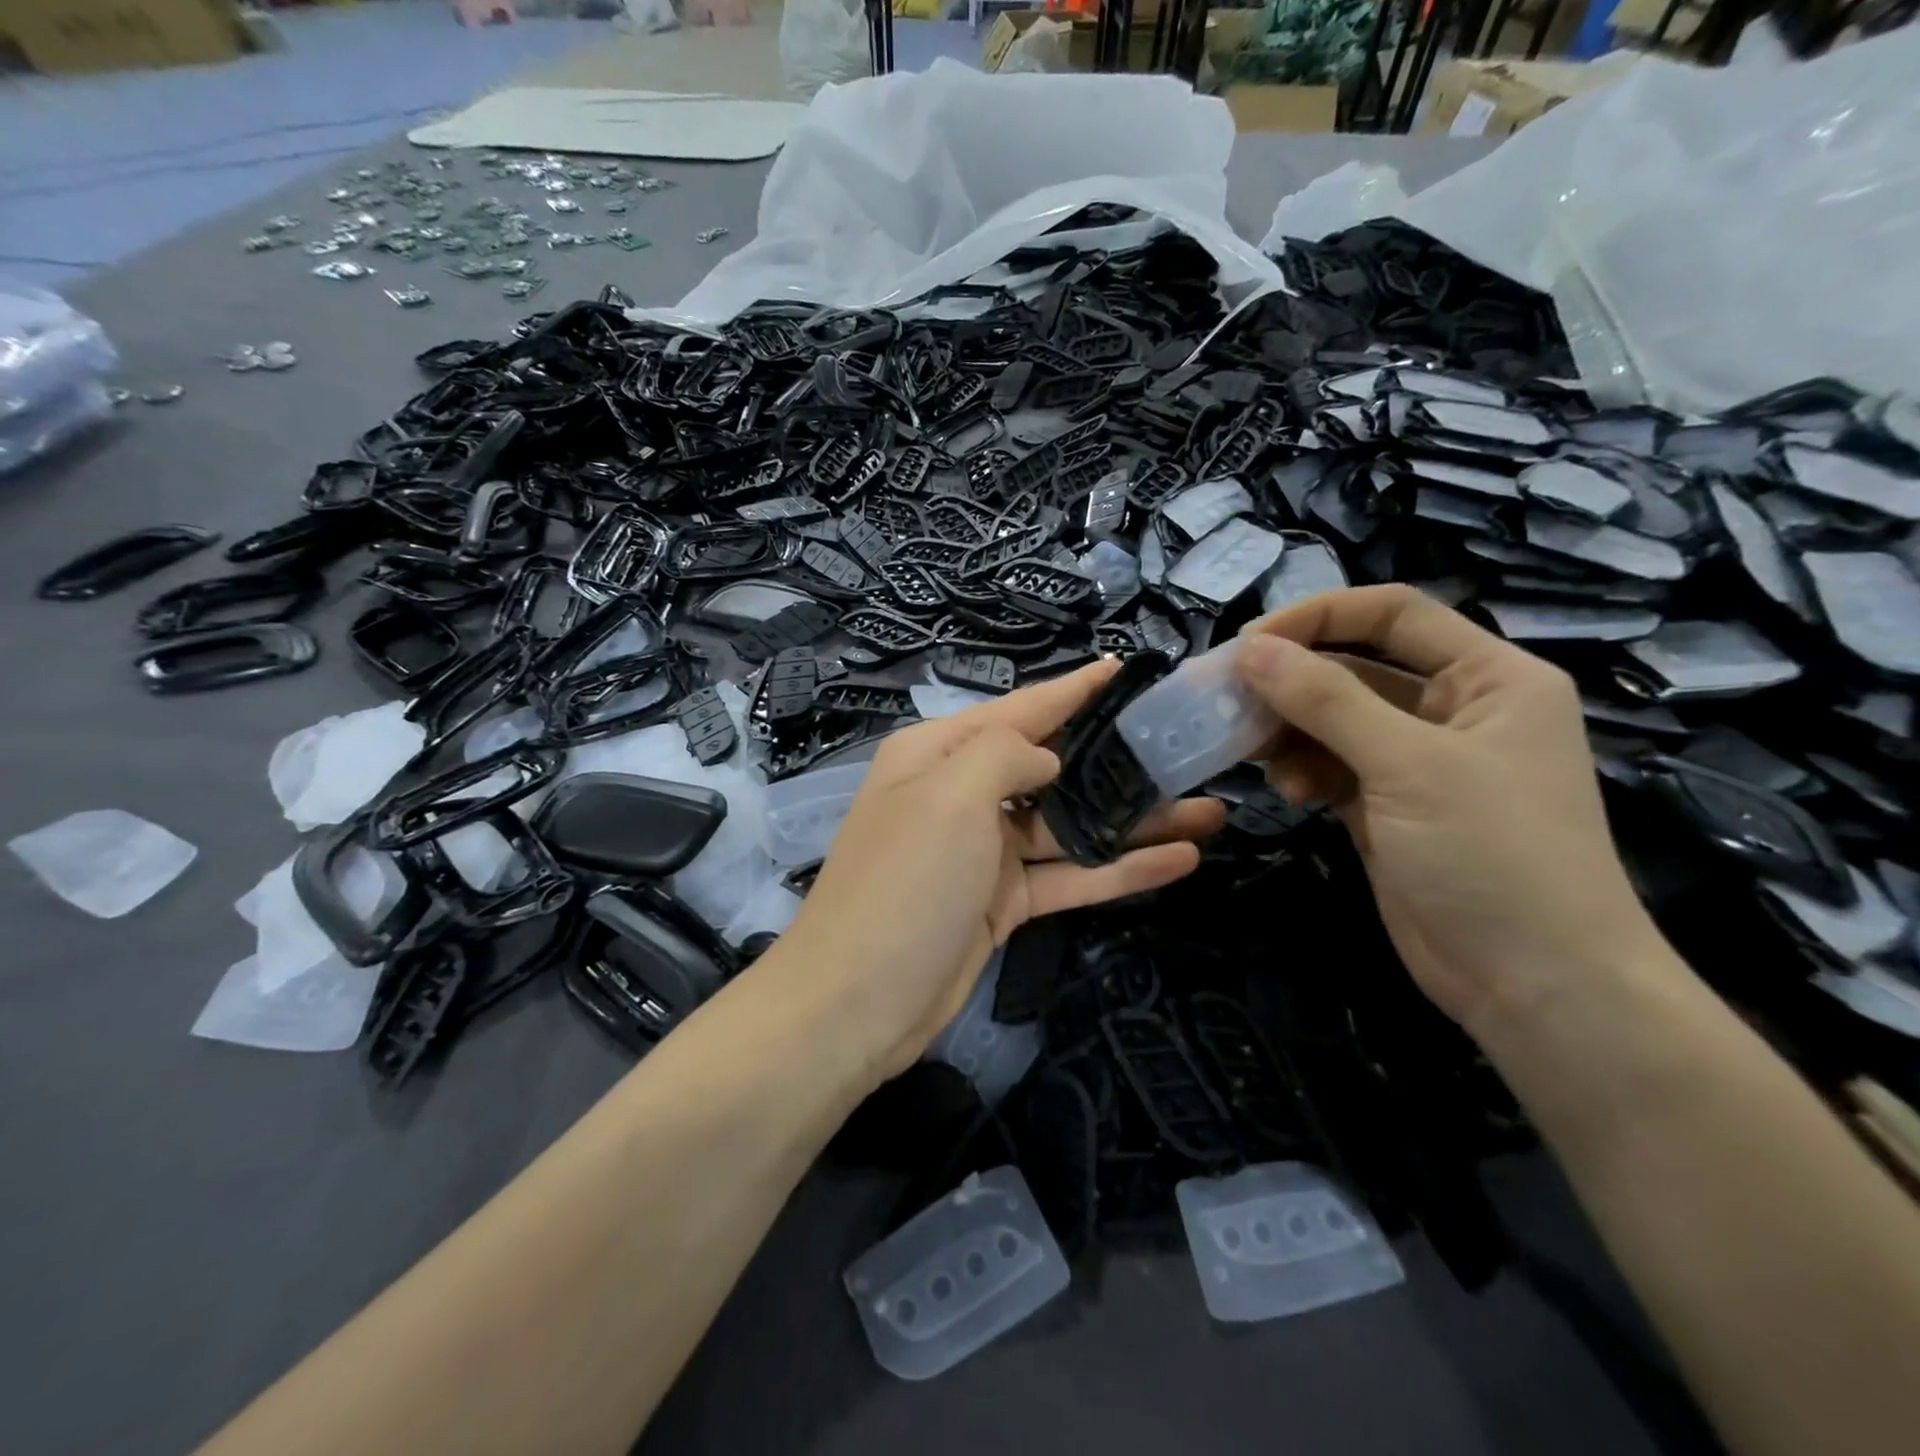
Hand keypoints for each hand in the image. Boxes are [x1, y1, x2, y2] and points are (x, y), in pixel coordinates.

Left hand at [776, 661, 1225, 1082]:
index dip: (1072, 690)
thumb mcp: (949, 796)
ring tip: (1207, 811)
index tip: (1123, 670)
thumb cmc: (905, 882)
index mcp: (937, 754)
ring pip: (1069, 826)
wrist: (856, 1003)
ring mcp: (983, 852)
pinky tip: (1179, 862)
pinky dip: (1118, 870)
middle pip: (1051, 767)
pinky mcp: (1002, 902)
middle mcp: (960, 794)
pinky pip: (1068, 875)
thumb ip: (1005, 755)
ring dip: (1132, 821)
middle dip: (1115, 760)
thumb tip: (1046, 760)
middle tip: (1184, 750)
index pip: (1018, 710)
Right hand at [1235, 585, 1665, 1036]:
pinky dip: (1302, 769)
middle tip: (1225, 698)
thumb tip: (1248, 648)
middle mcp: (1455, 709)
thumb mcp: (1407, 765)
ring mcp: (1419, 762)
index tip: (1246, 642)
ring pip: (1334, 720)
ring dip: (1289, 730)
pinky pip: (1331, 765)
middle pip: (1355, 667)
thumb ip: (1325, 700)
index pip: (1392, 614)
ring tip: (1252, 752)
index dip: (1317, 617)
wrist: (1536, 986)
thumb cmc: (1492, 855)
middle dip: (1290, 681)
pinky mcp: (1389, 806)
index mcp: (1490, 677)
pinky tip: (1288, 790)